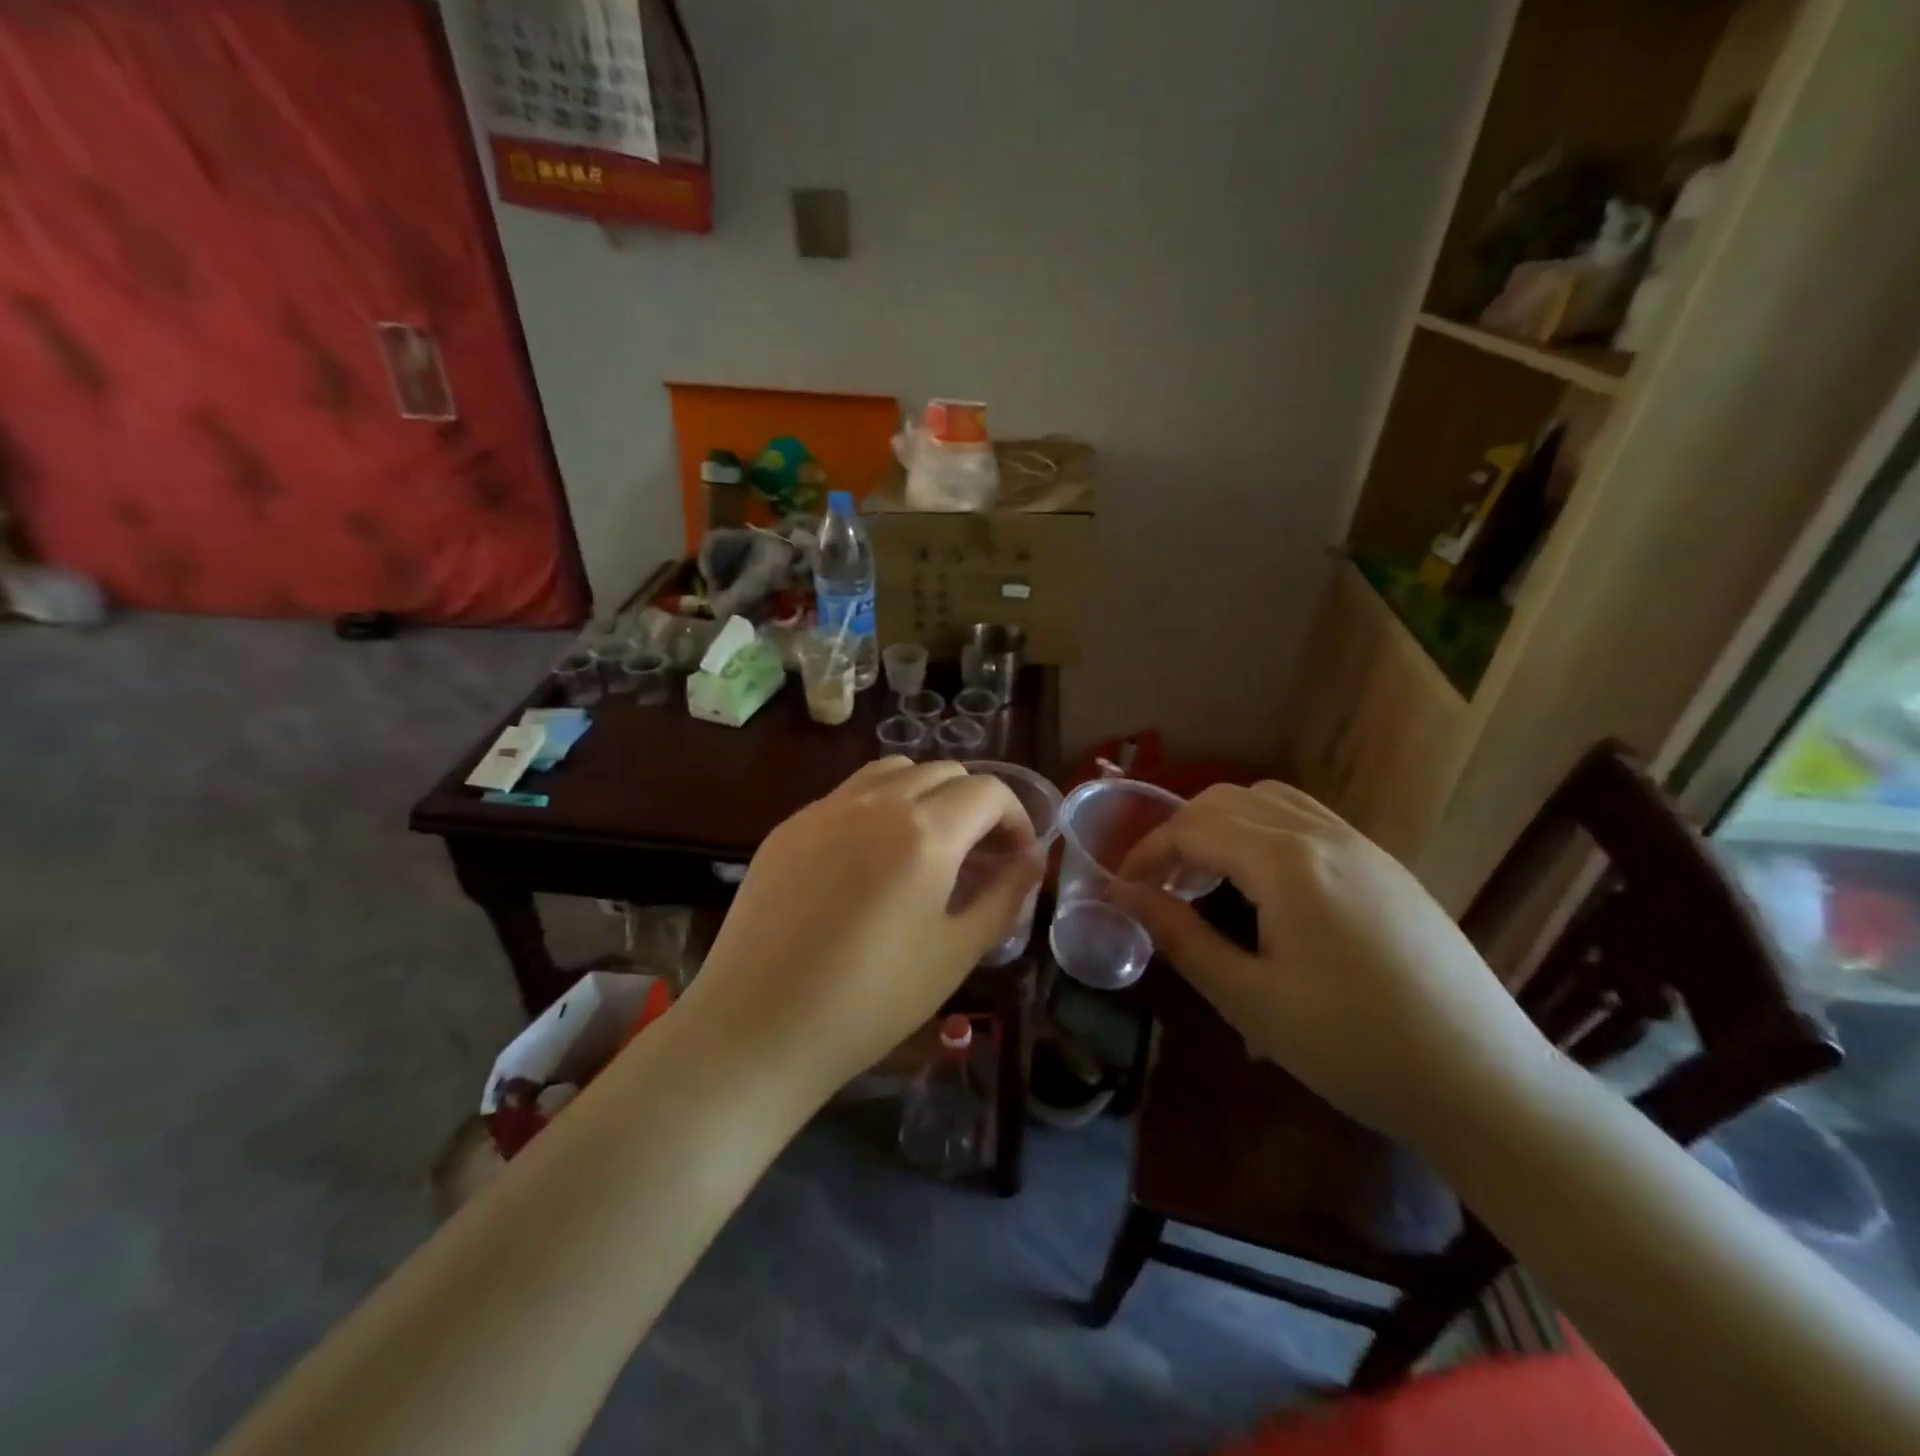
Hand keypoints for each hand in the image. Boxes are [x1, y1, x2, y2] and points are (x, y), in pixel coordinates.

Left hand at [673, 758, 1041, 1102]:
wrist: (758, 1026)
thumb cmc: (872, 1001)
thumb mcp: (956, 953)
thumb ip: (1005, 897)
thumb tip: (1031, 861)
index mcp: (925, 831)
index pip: (988, 791)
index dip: (1015, 818)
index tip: (1016, 857)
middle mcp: (876, 801)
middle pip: (943, 771)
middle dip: (974, 804)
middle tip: (978, 854)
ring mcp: (825, 808)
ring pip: (893, 772)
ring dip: (925, 794)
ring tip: (927, 845)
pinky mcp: (789, 826)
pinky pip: (848, 795)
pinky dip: (878, 807)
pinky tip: (869, 859)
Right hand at [1110, 781, 1554, 1145]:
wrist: (1484, 1083)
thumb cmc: (1353, 1047)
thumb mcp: (1249, 999)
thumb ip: (1180, 936)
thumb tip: (1125, 895)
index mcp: (1286, 862)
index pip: (1192, 828)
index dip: (1147, 852)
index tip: (1123, 887)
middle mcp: (1323, 834)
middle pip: (1227, 800)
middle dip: (1180, 831)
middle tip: (1161, 883)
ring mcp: (1362, 844)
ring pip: (1270, 800)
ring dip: (1223, 823)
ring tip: (1208, 875)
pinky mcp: (1386, 864)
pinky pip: (1308, 818)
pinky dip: (1265, 829)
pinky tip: (1267, 883)